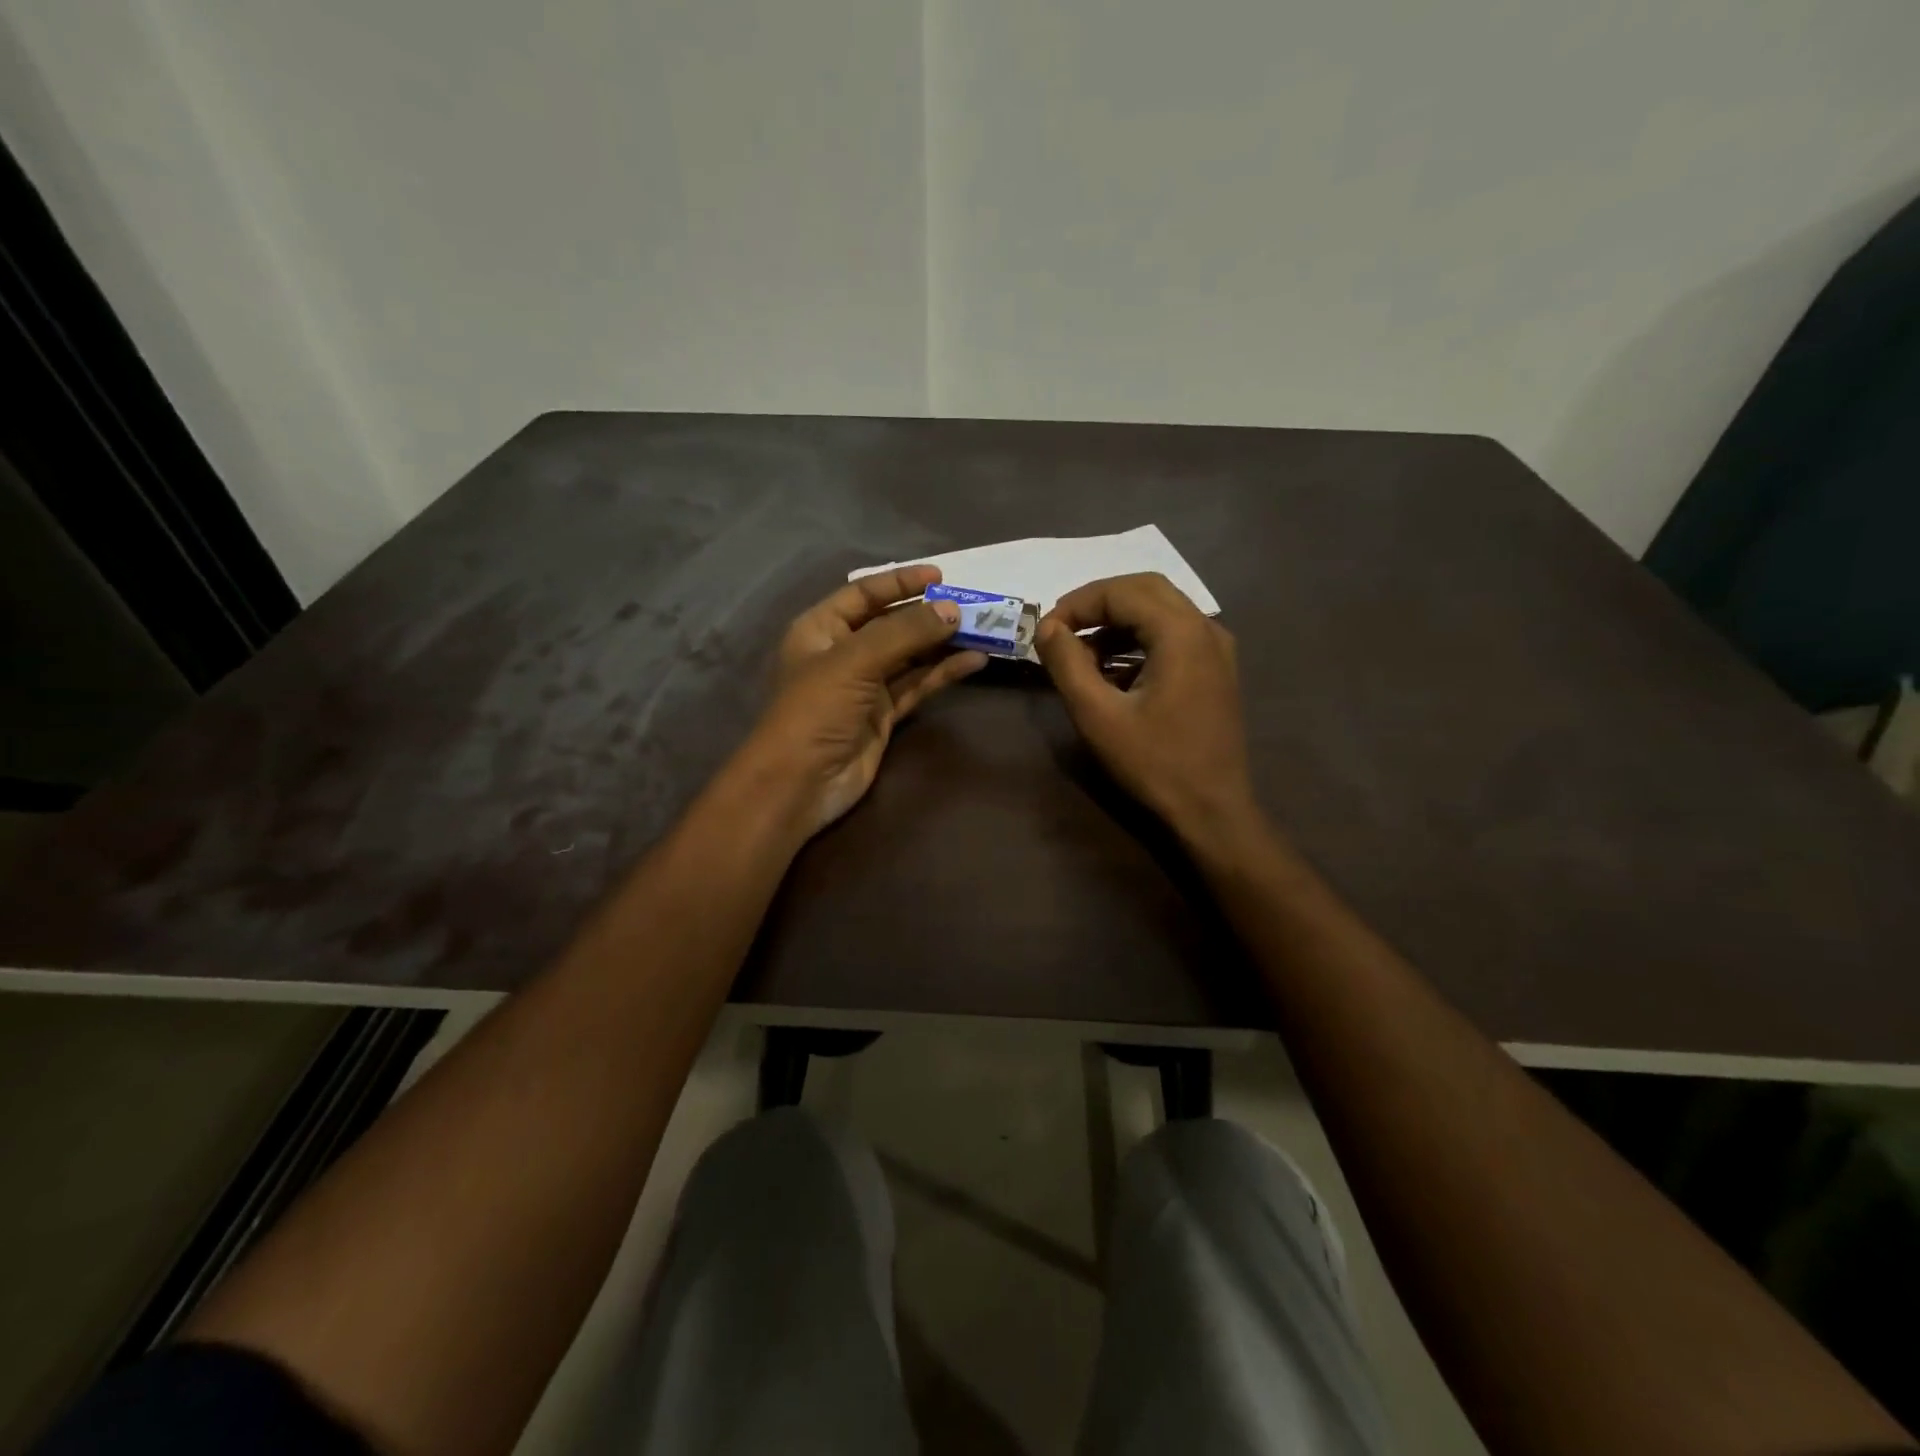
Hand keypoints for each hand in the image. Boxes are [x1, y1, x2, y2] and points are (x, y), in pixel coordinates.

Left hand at [742, 565, 986, 838]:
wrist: (800, 783)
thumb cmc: (816, 709)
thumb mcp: (855, 661)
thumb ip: (905, 633)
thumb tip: (952, 610)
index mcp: (821, 629)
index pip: (864, 594)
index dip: (900, 583)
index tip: (941, 576)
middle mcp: (843, 652)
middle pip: (891, 624)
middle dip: (928, 614)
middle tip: (971, 605)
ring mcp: (865, 686)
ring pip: (909, 656)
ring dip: (942, 644)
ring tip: (982, 630)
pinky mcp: (884, 715)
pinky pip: (917, 686)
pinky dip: (943, 673)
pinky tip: (973, 662)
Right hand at [1035, 573, 1257, 850]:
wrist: (1212, 810)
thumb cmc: (1154, 763)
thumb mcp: (1098, 715)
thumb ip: (1067, 664)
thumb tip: (1047, 627)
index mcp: (1181, 632)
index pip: (1121, 591)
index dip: (1077, 604)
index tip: (1045, 632)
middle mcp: (1206, 628)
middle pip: (1145, 589)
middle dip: (1098, 604)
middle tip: (1062, 630)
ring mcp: (1216, 649)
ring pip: (1160, 610)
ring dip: (1117, 622)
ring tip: (1081, 654)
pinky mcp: (1216, 670)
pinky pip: (1173, 635)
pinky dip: (1139, 640)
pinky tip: (1113, 672)